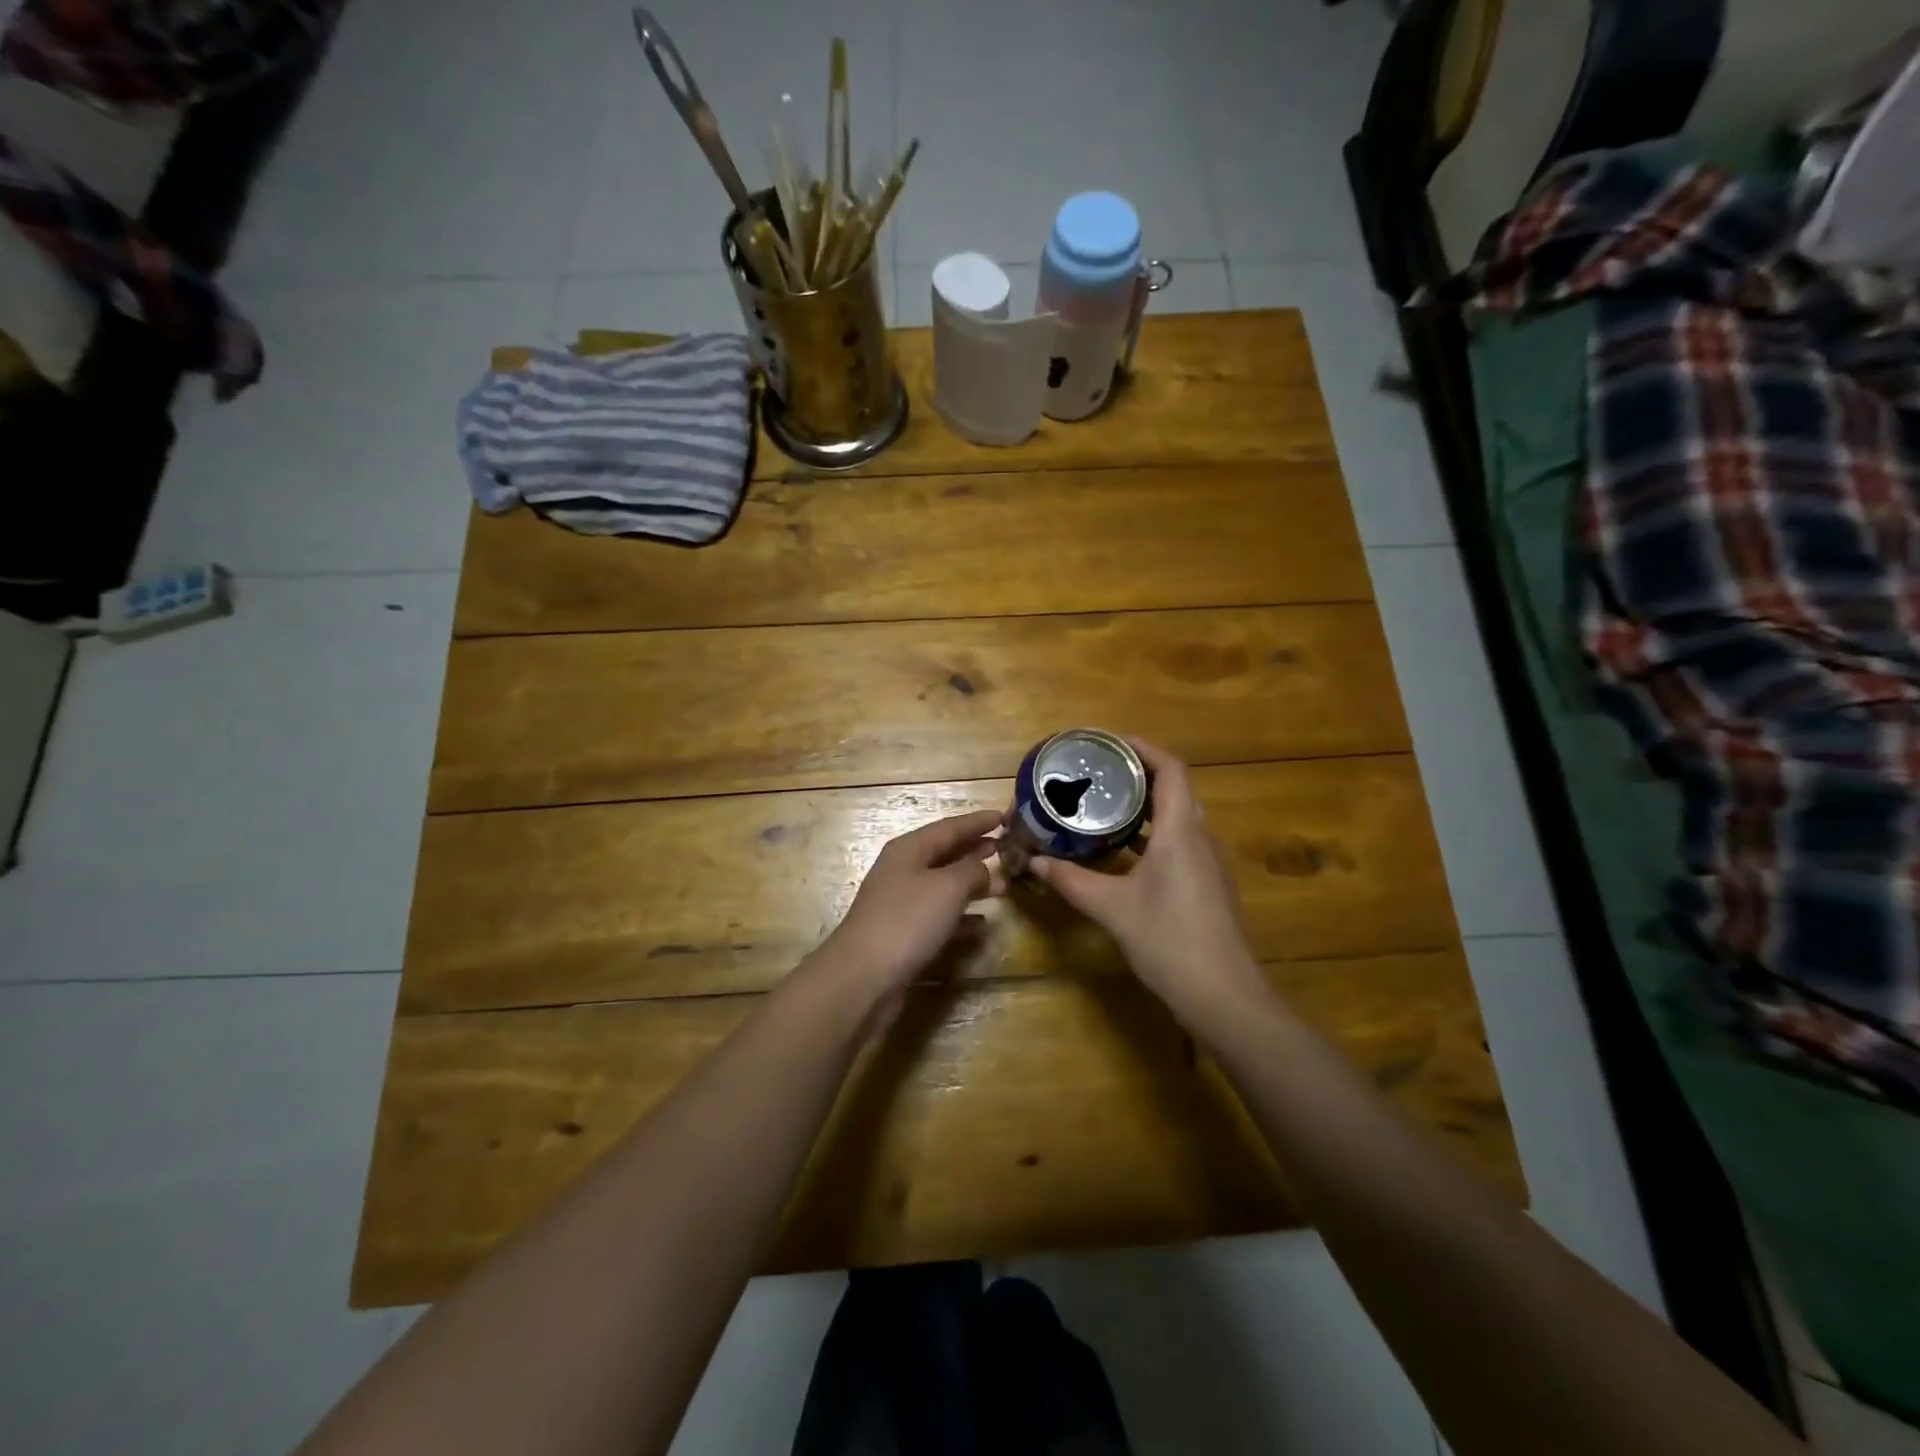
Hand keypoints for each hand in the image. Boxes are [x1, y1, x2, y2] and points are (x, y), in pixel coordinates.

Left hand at [812, 809, 1005, 1004]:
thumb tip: (985, 867)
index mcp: (909, 849)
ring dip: (971, 882)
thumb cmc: (907, 920)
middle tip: (1005, 847)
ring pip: (943, 884)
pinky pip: (939, 915)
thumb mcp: (948, 887)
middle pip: (944, 853)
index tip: (1004, 816)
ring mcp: (901, 903)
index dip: (977, 821)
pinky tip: (982, 923)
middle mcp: (902, 870)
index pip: (949, 827)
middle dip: (974, 849)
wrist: (864, 976)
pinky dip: (962, 914)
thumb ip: (972, 870)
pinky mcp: (903, 933)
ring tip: (1001, 885)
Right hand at [1029, 739, 1266, 1026]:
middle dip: (1137, 774)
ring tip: (1103, 803)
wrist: (1225, 996)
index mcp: (1181, 831)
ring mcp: (1207, 862)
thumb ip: (1072, 881)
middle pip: (1174, 788)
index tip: (1108, 743)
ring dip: (1144, 805)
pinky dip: (1151, 833)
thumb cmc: (1170, 941)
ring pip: (1177, 816)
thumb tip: (1034, 862)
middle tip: (1097, 772)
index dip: (1143, 748)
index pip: (1170, 769)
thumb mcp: (1112, 909)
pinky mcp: (1206, 884)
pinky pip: (1178, 841)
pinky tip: (1122, 850)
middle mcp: (1200, 838)